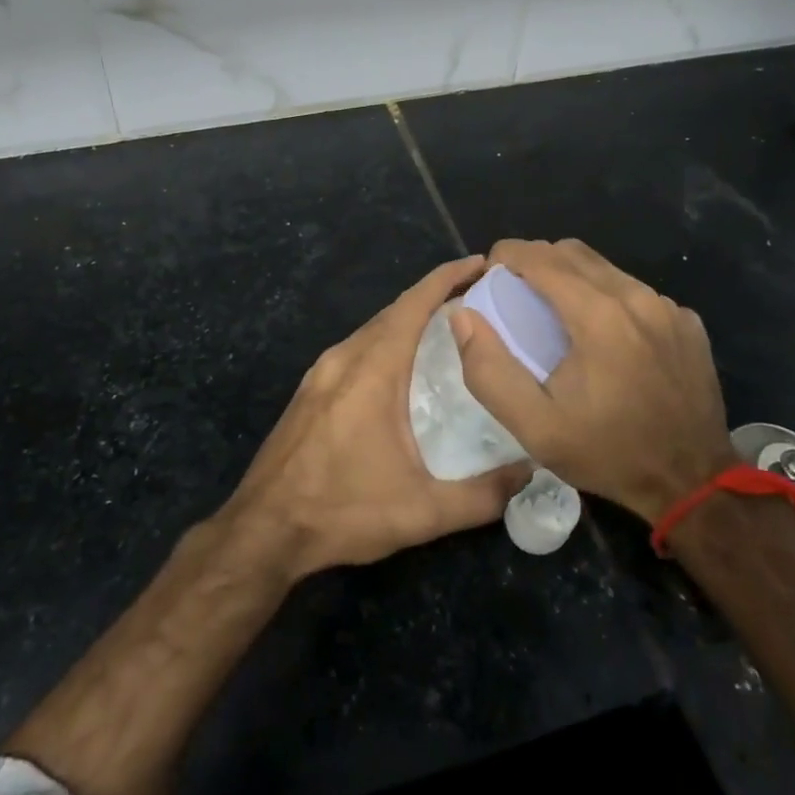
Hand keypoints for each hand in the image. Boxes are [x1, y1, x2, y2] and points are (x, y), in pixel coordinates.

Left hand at [225, 254, 530, 578]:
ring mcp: (320, 373)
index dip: (447, 278)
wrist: (264, 530)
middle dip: (435, 297)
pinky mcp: (309, 391)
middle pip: (394, 311)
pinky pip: (356, 350)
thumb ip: (483, 495)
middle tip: (479, 301)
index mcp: (371, 369)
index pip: (413, 304)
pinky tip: (404, 368)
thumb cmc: (343, 510)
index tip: (481, 264)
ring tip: (449, 330)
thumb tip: (530, 472)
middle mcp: (344, 358)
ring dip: (409, 321)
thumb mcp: (422, 512)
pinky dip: (386, 342)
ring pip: (372, 330)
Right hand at [450, 238, 732, 523]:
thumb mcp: (534, 426)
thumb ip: (488, 369)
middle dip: (537, 261)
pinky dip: (610, 298)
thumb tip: (462, 315)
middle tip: (516, 291)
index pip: (541, 257)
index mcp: (598, 316)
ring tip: (556, 311)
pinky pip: (636, 292)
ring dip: (573, 277)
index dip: (508, 255)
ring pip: (606, 268)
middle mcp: (636, 298)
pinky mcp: (687, 322)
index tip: (490, 272)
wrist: (691, 482)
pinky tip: (605, 337)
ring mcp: (668, 308)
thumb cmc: (607, 452)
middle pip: (573, 253)